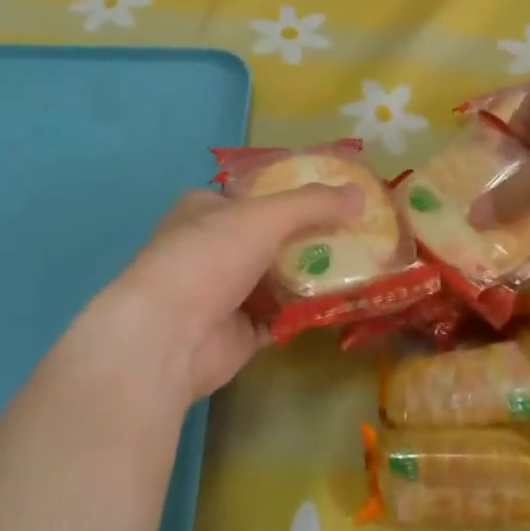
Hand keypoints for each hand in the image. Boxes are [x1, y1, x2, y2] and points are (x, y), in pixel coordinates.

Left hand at [62, 184, 364, 412]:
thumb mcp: (264, 216)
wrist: (168, 337)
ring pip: (277, 278)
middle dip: (310, 237)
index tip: (336, 197)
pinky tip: (341, 303)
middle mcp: (212, 248)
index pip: (255, 195)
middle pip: (270, 237)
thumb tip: (360, 193)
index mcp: (206, 210)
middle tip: (357, 233)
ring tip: (361, 265)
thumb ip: (313, 204)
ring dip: (312, 275)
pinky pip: (280, 317)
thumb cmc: (209, 257)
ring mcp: (223, 293)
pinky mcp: (237, 333)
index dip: (293, 193)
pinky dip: (306, 311)